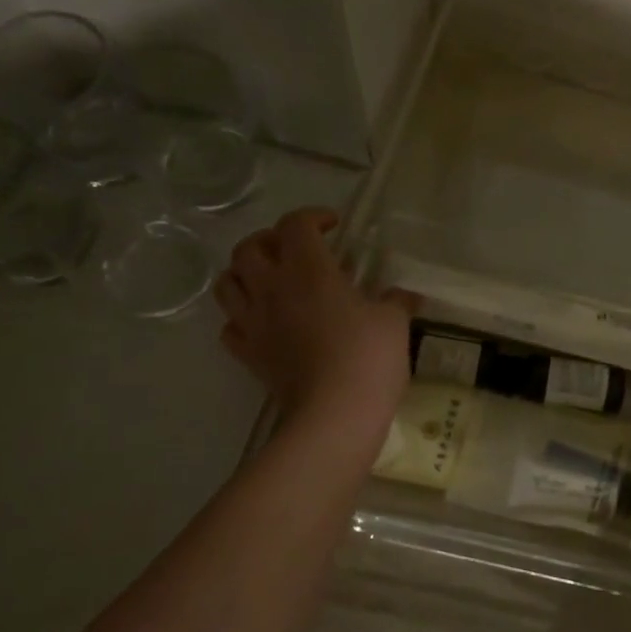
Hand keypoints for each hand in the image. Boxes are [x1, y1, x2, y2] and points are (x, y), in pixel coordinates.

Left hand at [215, 208, 412, 426]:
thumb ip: (395, 301)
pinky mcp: (249, 355)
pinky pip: (231, 326)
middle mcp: (272, 288)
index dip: (313, 217)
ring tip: (270, 280)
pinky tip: (264, 323)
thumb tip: (404, 295)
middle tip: (295, 251)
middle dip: (270, 240)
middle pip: (249, 247)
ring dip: (245, 274)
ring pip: (227, 283)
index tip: (334, 226)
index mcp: (309, 270)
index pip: (296, 224)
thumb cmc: (368, 358)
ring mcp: (254, 322)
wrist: (335, 414)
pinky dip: (242, 318)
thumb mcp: (394, 322)